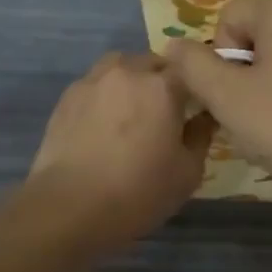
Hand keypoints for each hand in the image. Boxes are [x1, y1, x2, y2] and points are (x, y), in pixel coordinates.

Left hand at [27, 52, 214, 247]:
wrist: (69, 208)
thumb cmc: (138, 192)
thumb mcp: (187, 172)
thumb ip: (201, 136)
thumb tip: (204, 118)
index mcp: (162, 86)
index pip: (189, 70)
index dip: (195, 88)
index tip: (196, 108)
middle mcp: (128, 72)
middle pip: (153, 63)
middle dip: (163, 79)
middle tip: (165, 111)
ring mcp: (93, 81)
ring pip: (120, 66)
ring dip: (132, 79)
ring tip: (132, 109)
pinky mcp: (67, 97)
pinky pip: (95, 84)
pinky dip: (105, 94)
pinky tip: (103, 122)